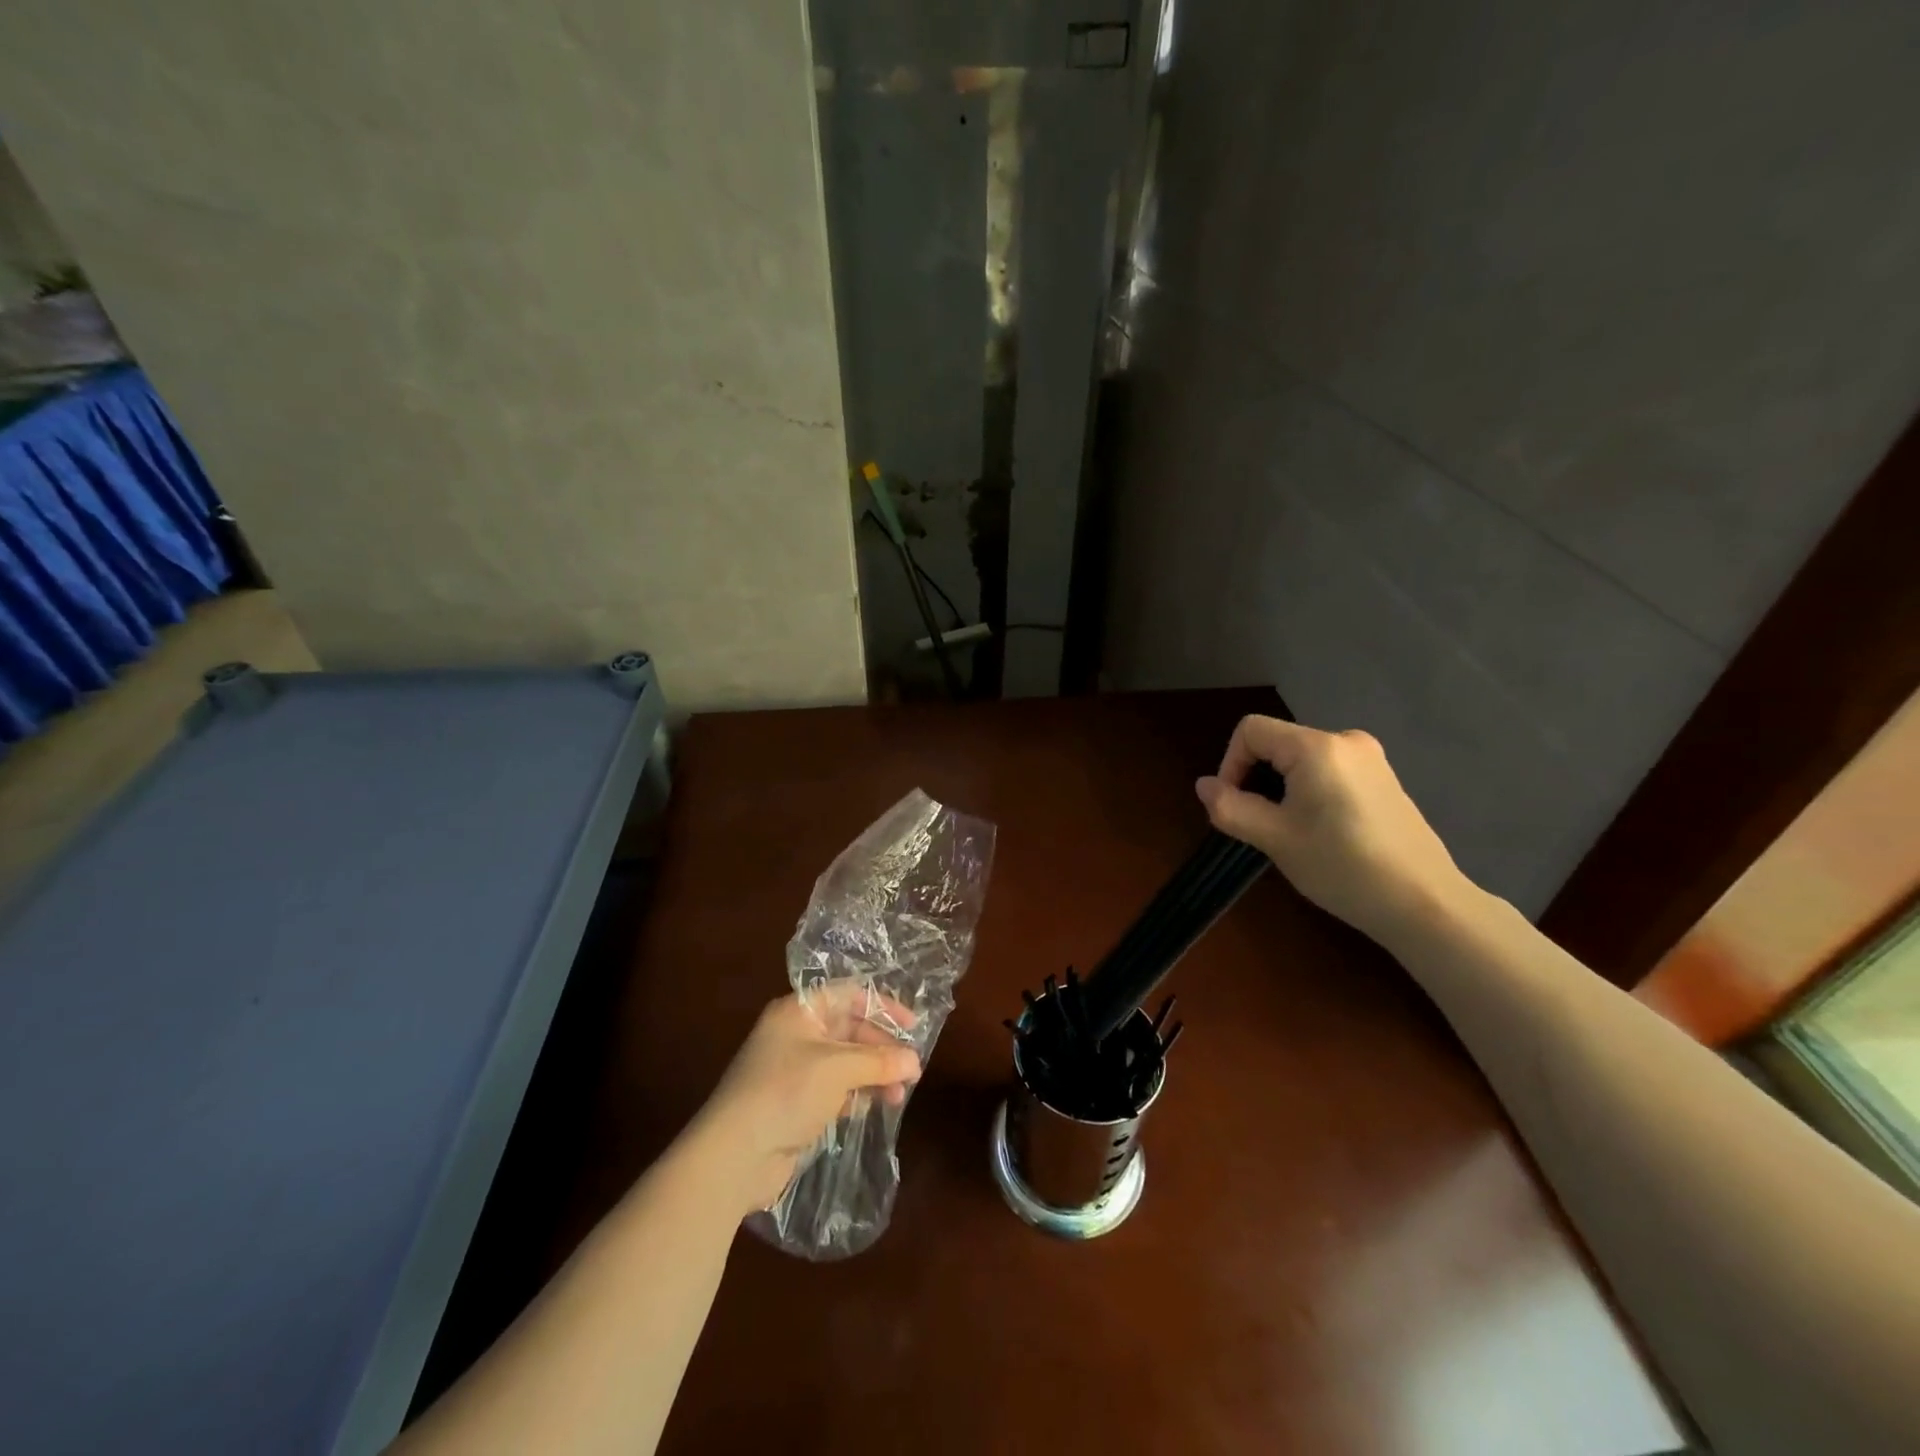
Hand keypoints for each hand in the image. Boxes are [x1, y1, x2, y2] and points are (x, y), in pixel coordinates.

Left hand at [688, 988, 921, 1219]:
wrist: (733, 1156)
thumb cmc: (785, 1092)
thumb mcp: (837, 1069)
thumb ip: (878, 1061)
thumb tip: (915, 1060)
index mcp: (799, 1011)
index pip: (848, 995)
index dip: (882, 1006)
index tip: (912, 1026)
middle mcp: (796, 1034)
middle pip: (849, 1030)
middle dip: (882, 1048)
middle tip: (912, 1069)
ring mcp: (795, 1070)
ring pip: (845, 1062)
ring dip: (874, 1074)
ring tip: (900, 1095)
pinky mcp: (796, 1103)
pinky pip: (836, 1089)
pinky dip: (858, 1094)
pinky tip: (877, 1106)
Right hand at [1195, 715, 1469, 944]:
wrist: (1425, 904)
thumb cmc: (1343, 867)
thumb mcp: (1275, 839)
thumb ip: (1231, 807)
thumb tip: (1204, 786)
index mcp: (1317, 747)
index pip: (1251, 731)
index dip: (1230, 763)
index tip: (1233, 805)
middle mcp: (1345, 740)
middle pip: (1277, 743)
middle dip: (1256, 779)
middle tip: (1259, 825)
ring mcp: (1370, 759)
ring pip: (1302, 760)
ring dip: (1282, 788)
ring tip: (1289, 832)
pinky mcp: (1384, 780)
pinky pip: (1329, 772)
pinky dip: (1310, 793)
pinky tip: (1321, 833)